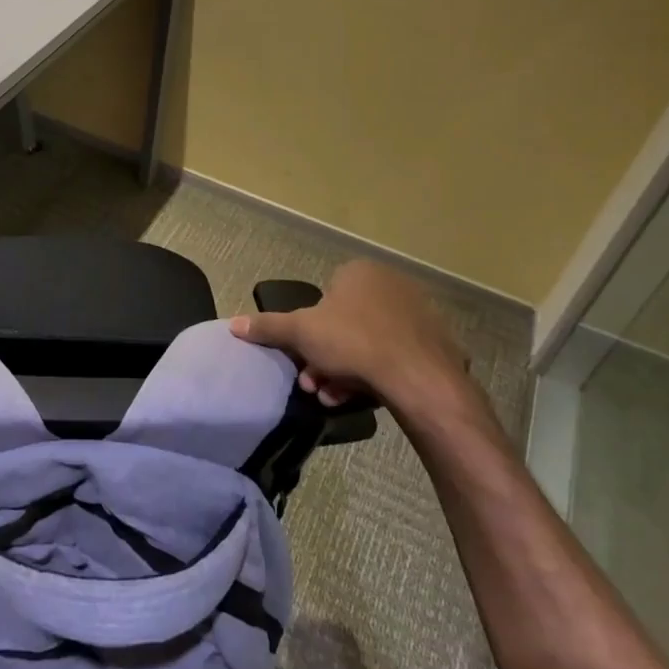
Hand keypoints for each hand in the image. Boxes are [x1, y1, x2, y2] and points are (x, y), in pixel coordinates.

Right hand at [230, 259, 482, 428]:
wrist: (419, 377)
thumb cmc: (353, 341)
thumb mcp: (300, 332)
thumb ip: (268, 326)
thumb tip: (233, 324)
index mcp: (359, 272)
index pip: (325, 297)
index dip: (309, 330)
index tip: (302, 356)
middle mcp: (391, 284)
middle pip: (344, 324)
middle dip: (324, 356)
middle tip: (313, 382)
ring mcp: (418, 314)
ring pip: (368, 343)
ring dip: (345, 370)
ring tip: (333, 396)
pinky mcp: (436, 343)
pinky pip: (395, 356)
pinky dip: (376, 374)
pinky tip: (363, 397)